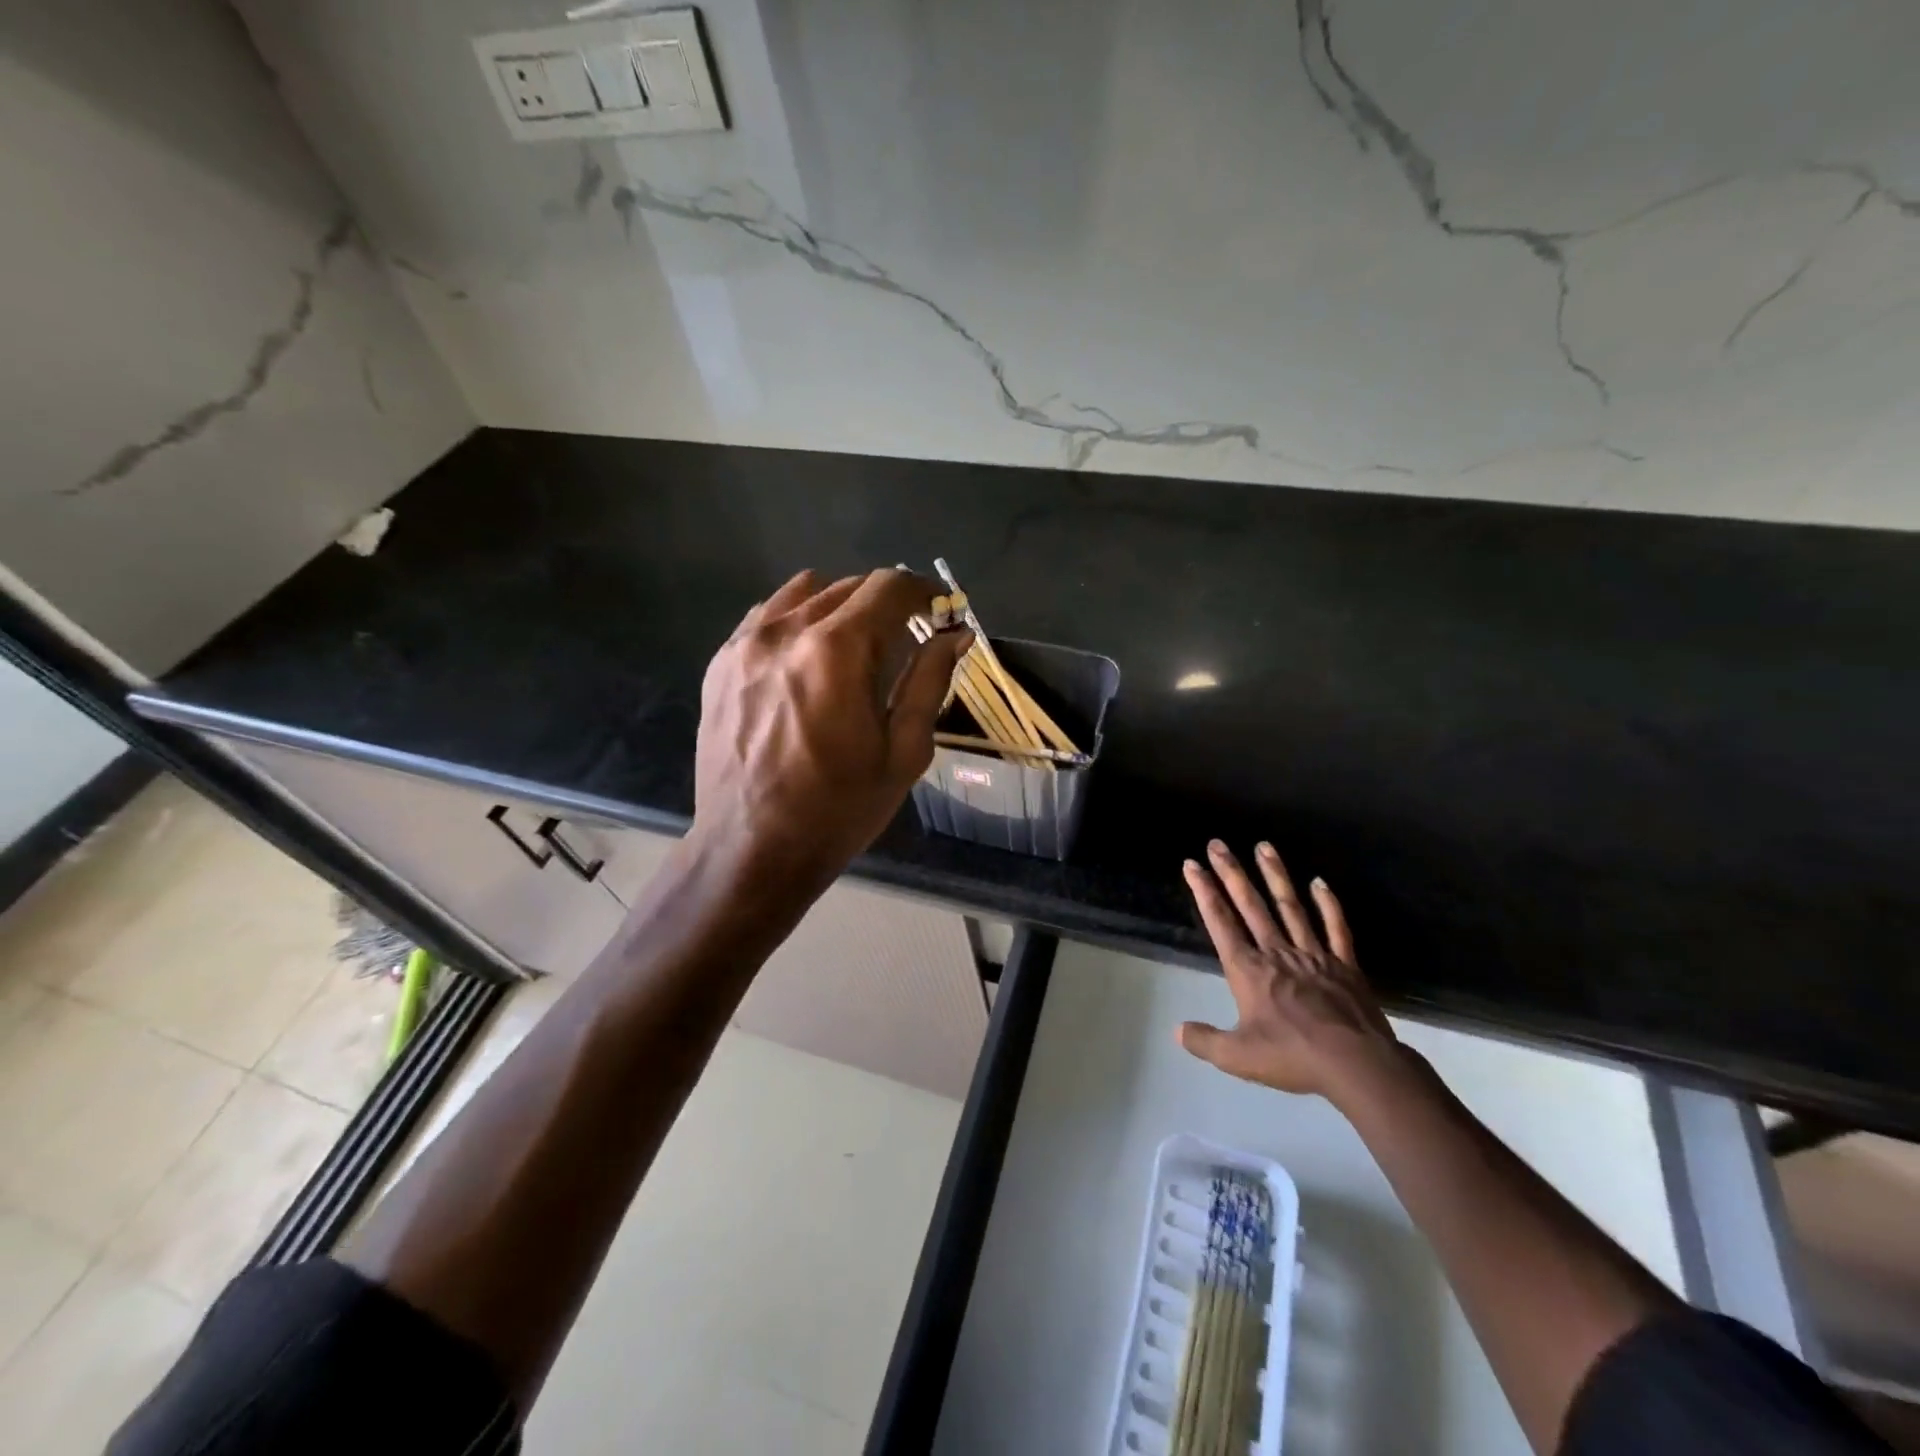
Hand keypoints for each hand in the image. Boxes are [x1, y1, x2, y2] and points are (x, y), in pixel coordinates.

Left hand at [692, 567, 969, 886]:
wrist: (750, 852)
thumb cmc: (838, 811)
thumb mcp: (902, 753)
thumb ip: (929, 682)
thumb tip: (956, 636)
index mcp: (836, 651)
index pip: (889, 587)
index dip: (925, 592)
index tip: (942, 613)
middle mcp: (786, 631)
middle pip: (849, 586)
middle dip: (888, 604)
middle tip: (908, 638)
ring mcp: (745, 644)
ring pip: (806, 592)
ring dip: (842, 607)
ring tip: (857, 647)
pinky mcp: (720, 663)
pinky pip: (768, 616)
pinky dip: (799, 621)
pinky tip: (809, 660)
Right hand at [1178, 839, 1403, 1105]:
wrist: (1357, 1064)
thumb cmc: (1292, 1057)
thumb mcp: (1238, 1057)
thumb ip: (1205, 1041)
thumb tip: (1178, 1030)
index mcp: (1248, 970)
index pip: (1220, 922)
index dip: (1204, 892)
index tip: (1192, 865)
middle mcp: (1277, 952)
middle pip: (1250, 905)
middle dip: (1231, 873)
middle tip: (1218, 843)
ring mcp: (1313, 954)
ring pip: (1289, 907)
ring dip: (1275, 875)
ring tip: (1263, 846)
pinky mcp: (1344, 964)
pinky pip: (1335, 928)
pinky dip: (1327, 904)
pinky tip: (1319, 882)